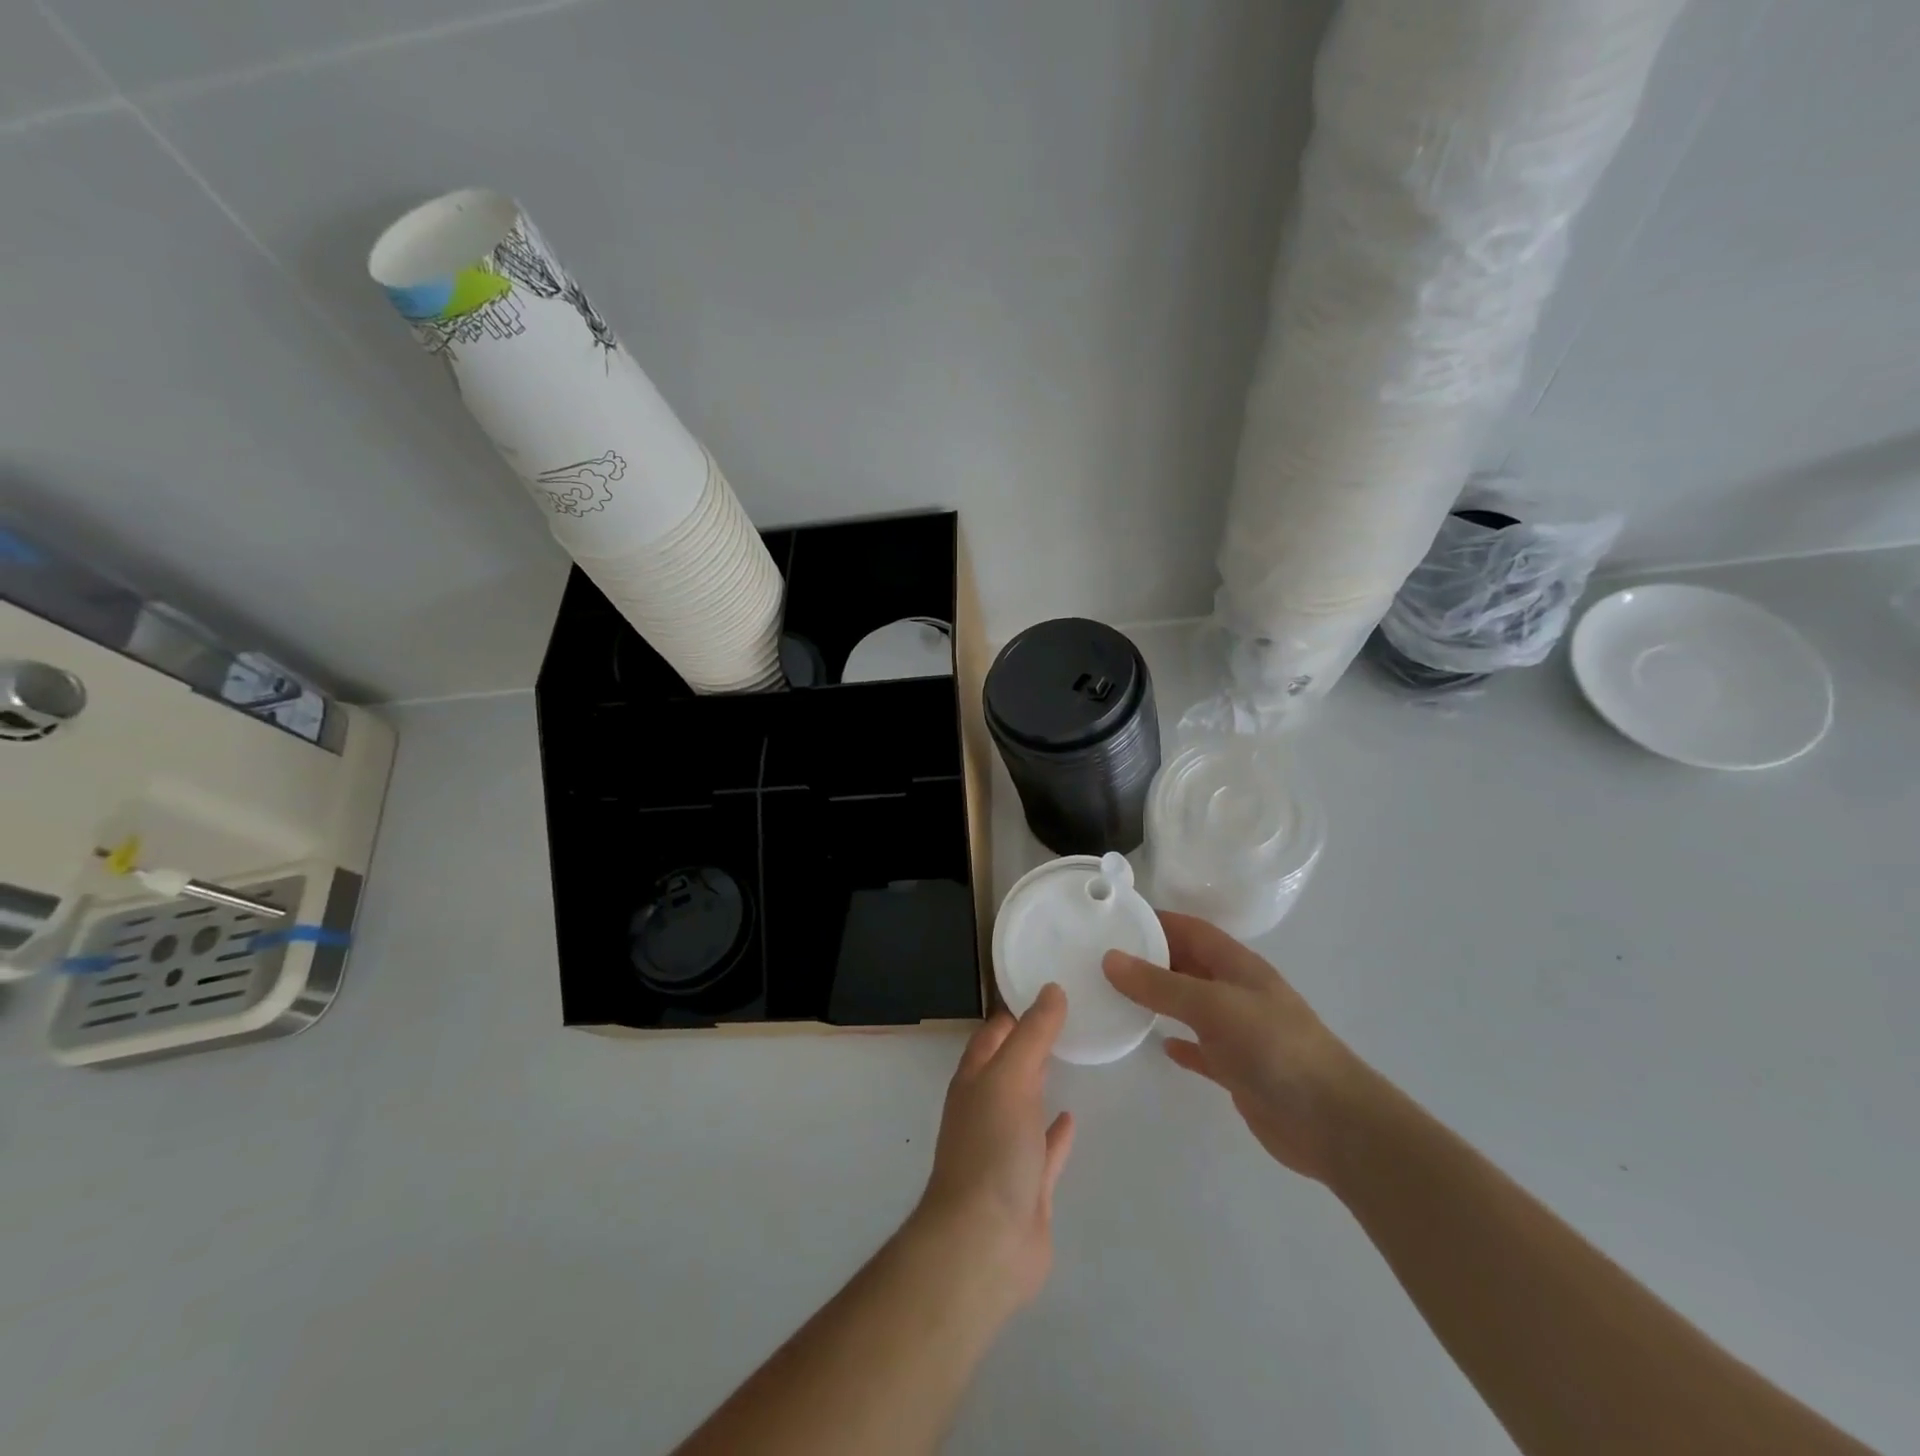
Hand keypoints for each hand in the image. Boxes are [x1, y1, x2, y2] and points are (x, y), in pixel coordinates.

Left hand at [913, 985, 1075, 1308]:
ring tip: (1072, 1057)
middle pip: (1009, 1066)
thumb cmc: (991, 1148)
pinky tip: (1073, 1117)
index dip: (1015, 1010)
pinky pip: (1045, 1149)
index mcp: (974, 1081)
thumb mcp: (1010, 1077)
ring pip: (1026, 1106)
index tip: (1047, 987)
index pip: (993, 1034)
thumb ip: (1033, 1034)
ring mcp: (1006, 1149)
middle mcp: (985, 1110)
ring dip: (1042, 1084)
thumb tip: (1051, 988)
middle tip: (1068, 1017)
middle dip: (1030, 1043)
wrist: (985, 1243)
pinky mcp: (1029, 1186)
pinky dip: (1057, 1133)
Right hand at [1104, 913, 1363, 1183]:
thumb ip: (1161, 985)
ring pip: (1191, 1005)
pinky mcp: (1238, 1069)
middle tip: (1104, 957)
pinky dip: (1180, 1044)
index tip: (1115, 918)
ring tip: (1118, 996)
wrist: (1331, 1122)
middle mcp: (1237, 992)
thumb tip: (1110, 959)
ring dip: (1160, 999)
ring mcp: (1239, 1032)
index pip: (1191, 930)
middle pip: (1188, 964)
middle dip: (1151, 957)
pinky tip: (1158, 1045)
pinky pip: (1201, 1048)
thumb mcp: (1212, 1006)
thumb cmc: (1274, 1047)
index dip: (1157, 920)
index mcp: (1237, 965)